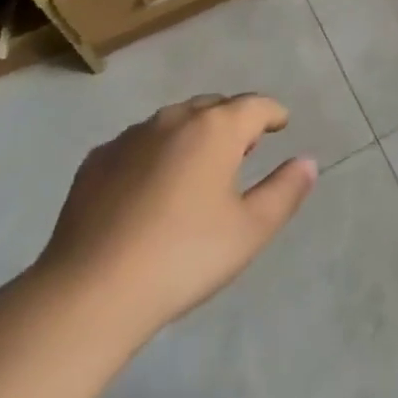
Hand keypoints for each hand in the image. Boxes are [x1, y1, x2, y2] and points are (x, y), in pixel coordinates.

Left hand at [28, 94, 317, 350]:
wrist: (90, 292)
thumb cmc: (183, 258)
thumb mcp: (249, 231)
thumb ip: (284, 191)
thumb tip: (308, 162)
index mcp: (215, 129)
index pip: (254, 105)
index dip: (272, 112)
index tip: (281, 123)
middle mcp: (174, 119)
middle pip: (213, 107)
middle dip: (232, 121)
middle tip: (243, 147)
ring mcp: (130, 137)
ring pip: (173, 122)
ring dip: (192, 134)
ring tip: (197, 166)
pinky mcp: (96, 161)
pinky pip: (137, 144)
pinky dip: (154, 153)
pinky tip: (149, 186)